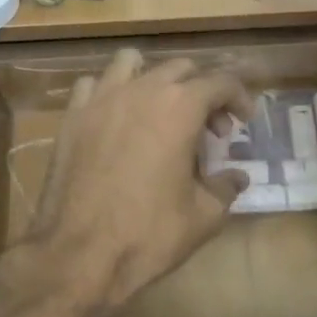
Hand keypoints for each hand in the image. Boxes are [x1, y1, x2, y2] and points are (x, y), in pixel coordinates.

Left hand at [27, 51, 252, 316]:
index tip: (244, 120)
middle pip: (180, 68)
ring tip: (159, 110)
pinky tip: (116, 119)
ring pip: (131, 62)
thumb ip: (225, 187)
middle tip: (208, 129)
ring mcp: (101, 99)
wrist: (78, 254)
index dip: (239, 97)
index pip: (221, 81)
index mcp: (180, 108)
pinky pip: (93, 84)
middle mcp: (141, 90)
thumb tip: (237, 177)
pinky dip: (110, 92)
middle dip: (201, 91)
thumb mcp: (203, 217)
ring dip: (153, 79)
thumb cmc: (148, 234)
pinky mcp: (72, 116)